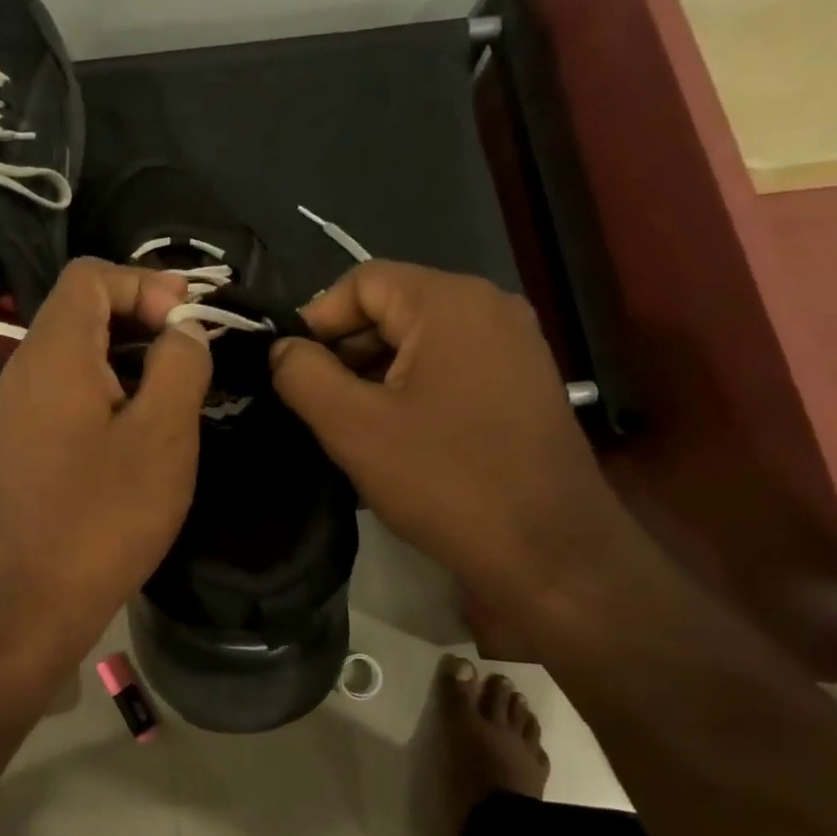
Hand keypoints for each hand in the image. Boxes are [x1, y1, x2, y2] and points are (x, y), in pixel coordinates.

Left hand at [0, 258, 212, 656]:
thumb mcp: (162, 434)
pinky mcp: (29, 441)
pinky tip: (147, 428)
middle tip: (194, 352)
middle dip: (144, 316)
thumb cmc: (102, 514)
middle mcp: (29, 366)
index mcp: (56, 350)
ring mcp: (22, 407)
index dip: (145, 282)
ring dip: (132, 356)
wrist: (27, 600)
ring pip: (80, 352)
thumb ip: (180, 366)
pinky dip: (113, 389)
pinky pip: (72, 390)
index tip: (187, 321)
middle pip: (84, 308)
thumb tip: (182, 329)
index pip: (92, 275)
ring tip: (181, 388)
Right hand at [270, 261, 636, 618]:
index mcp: (449, 302)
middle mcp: (490, 306)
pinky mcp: (525, 381)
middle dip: (347, 350)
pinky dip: (414, 387)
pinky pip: (452, 364)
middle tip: (318, 404)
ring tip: (354, 425)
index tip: (293, 372)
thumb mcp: (353, 427)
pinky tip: (399, 434)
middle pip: (393, 306)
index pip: (361, 282)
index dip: (317, 321)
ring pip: (421, 339)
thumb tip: (284, 349)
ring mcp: (515, 344)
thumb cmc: (445, 481)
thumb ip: (303, 375)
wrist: (552, 553)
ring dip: (377, 372)